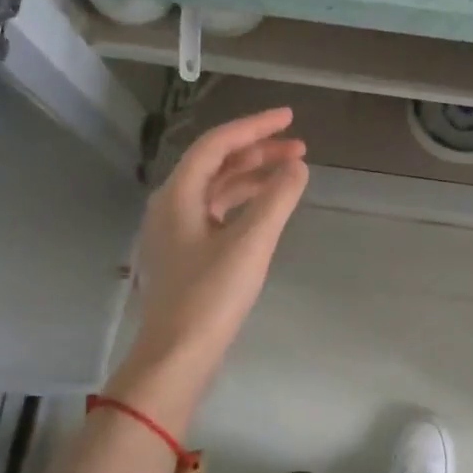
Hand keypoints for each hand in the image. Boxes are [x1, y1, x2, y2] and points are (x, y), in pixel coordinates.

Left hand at [111, 107, 308, 423]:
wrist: (177, 355)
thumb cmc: (211, 295)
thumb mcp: (250, 243)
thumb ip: (277, 199)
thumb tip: (298, 167)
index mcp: (178, 195)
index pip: (217, 144)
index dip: (254, 127)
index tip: (290, 118)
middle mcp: (172, 205)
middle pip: (216, 163)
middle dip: (258, 151)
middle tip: (300, 147)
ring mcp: (176, 231)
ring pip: (218, 189)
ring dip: (253, 176)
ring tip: (291, 173)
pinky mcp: (186, 254)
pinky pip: (218, 212)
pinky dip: (245, 202)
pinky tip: (267, 208)